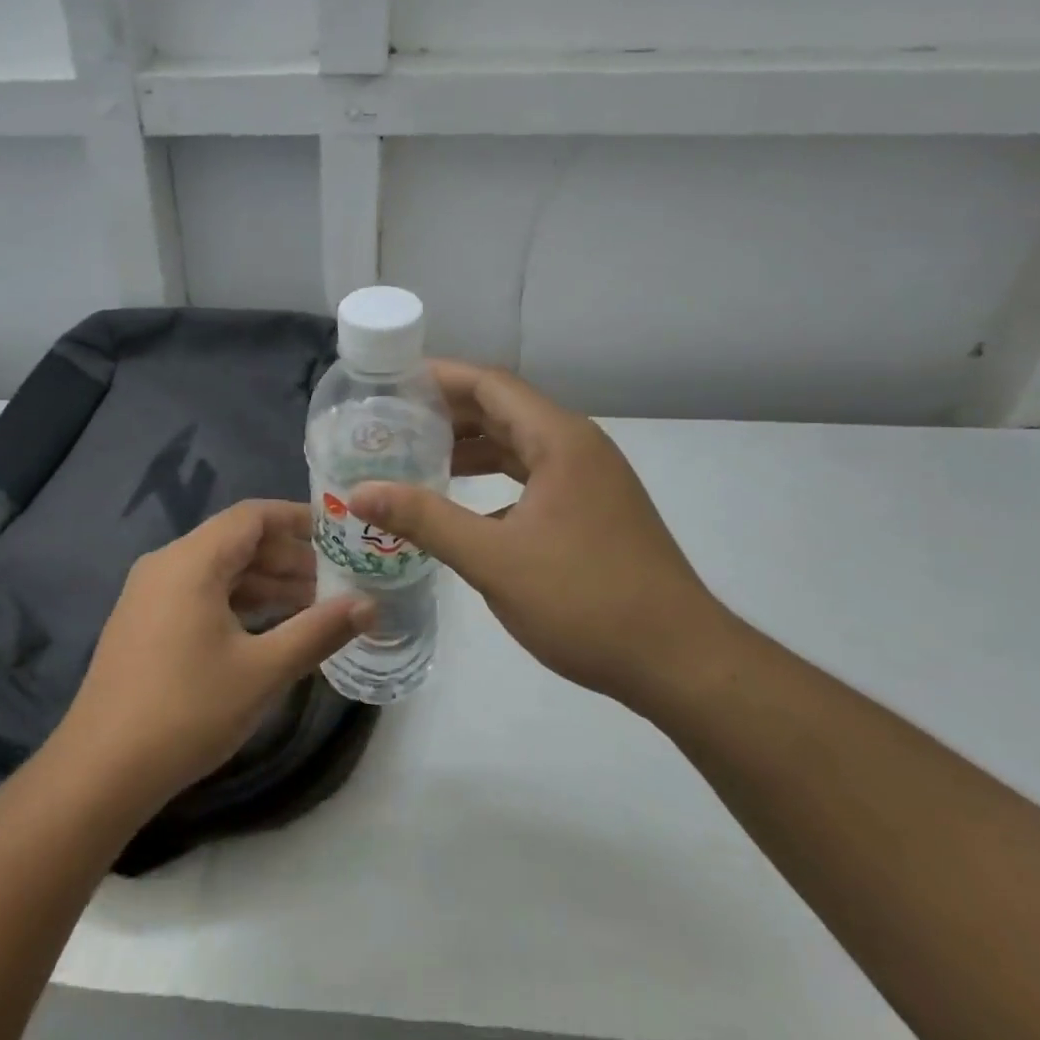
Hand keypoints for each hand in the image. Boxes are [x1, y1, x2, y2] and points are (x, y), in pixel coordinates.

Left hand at [56, 500, 372, 811]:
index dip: (298, 519)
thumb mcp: (262, 671)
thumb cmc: (186, 711)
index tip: (340, 534)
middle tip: (338, 579)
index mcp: (191, 561)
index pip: (252, 516)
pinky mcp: (146, 624)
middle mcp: (167, 565)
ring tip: (316, 606)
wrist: (100, 772)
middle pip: (237, 542)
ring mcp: (150, 595)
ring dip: (266, 583)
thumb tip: (369, 605)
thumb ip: (318, 631)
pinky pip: (201, 595)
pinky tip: (271, 629)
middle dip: (289, 557)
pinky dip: (239, 603)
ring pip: (220, 571)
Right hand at [350, 361, 734, 715]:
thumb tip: (360, 493)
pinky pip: (533, 476)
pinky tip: (463, 506)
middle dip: (447, 413)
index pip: (489, 384)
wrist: (679, 662)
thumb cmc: (585, 601)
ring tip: (416, 458)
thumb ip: (425, 520)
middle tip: (391, 424)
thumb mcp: (494, 559)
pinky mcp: (594, 510)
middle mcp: (577, 447)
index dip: (438, 377)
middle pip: (503, 409)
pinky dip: (495, 479)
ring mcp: (590, 479)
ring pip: (519, 445)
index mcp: (559, 440)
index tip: (389, 384)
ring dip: (470, 448)